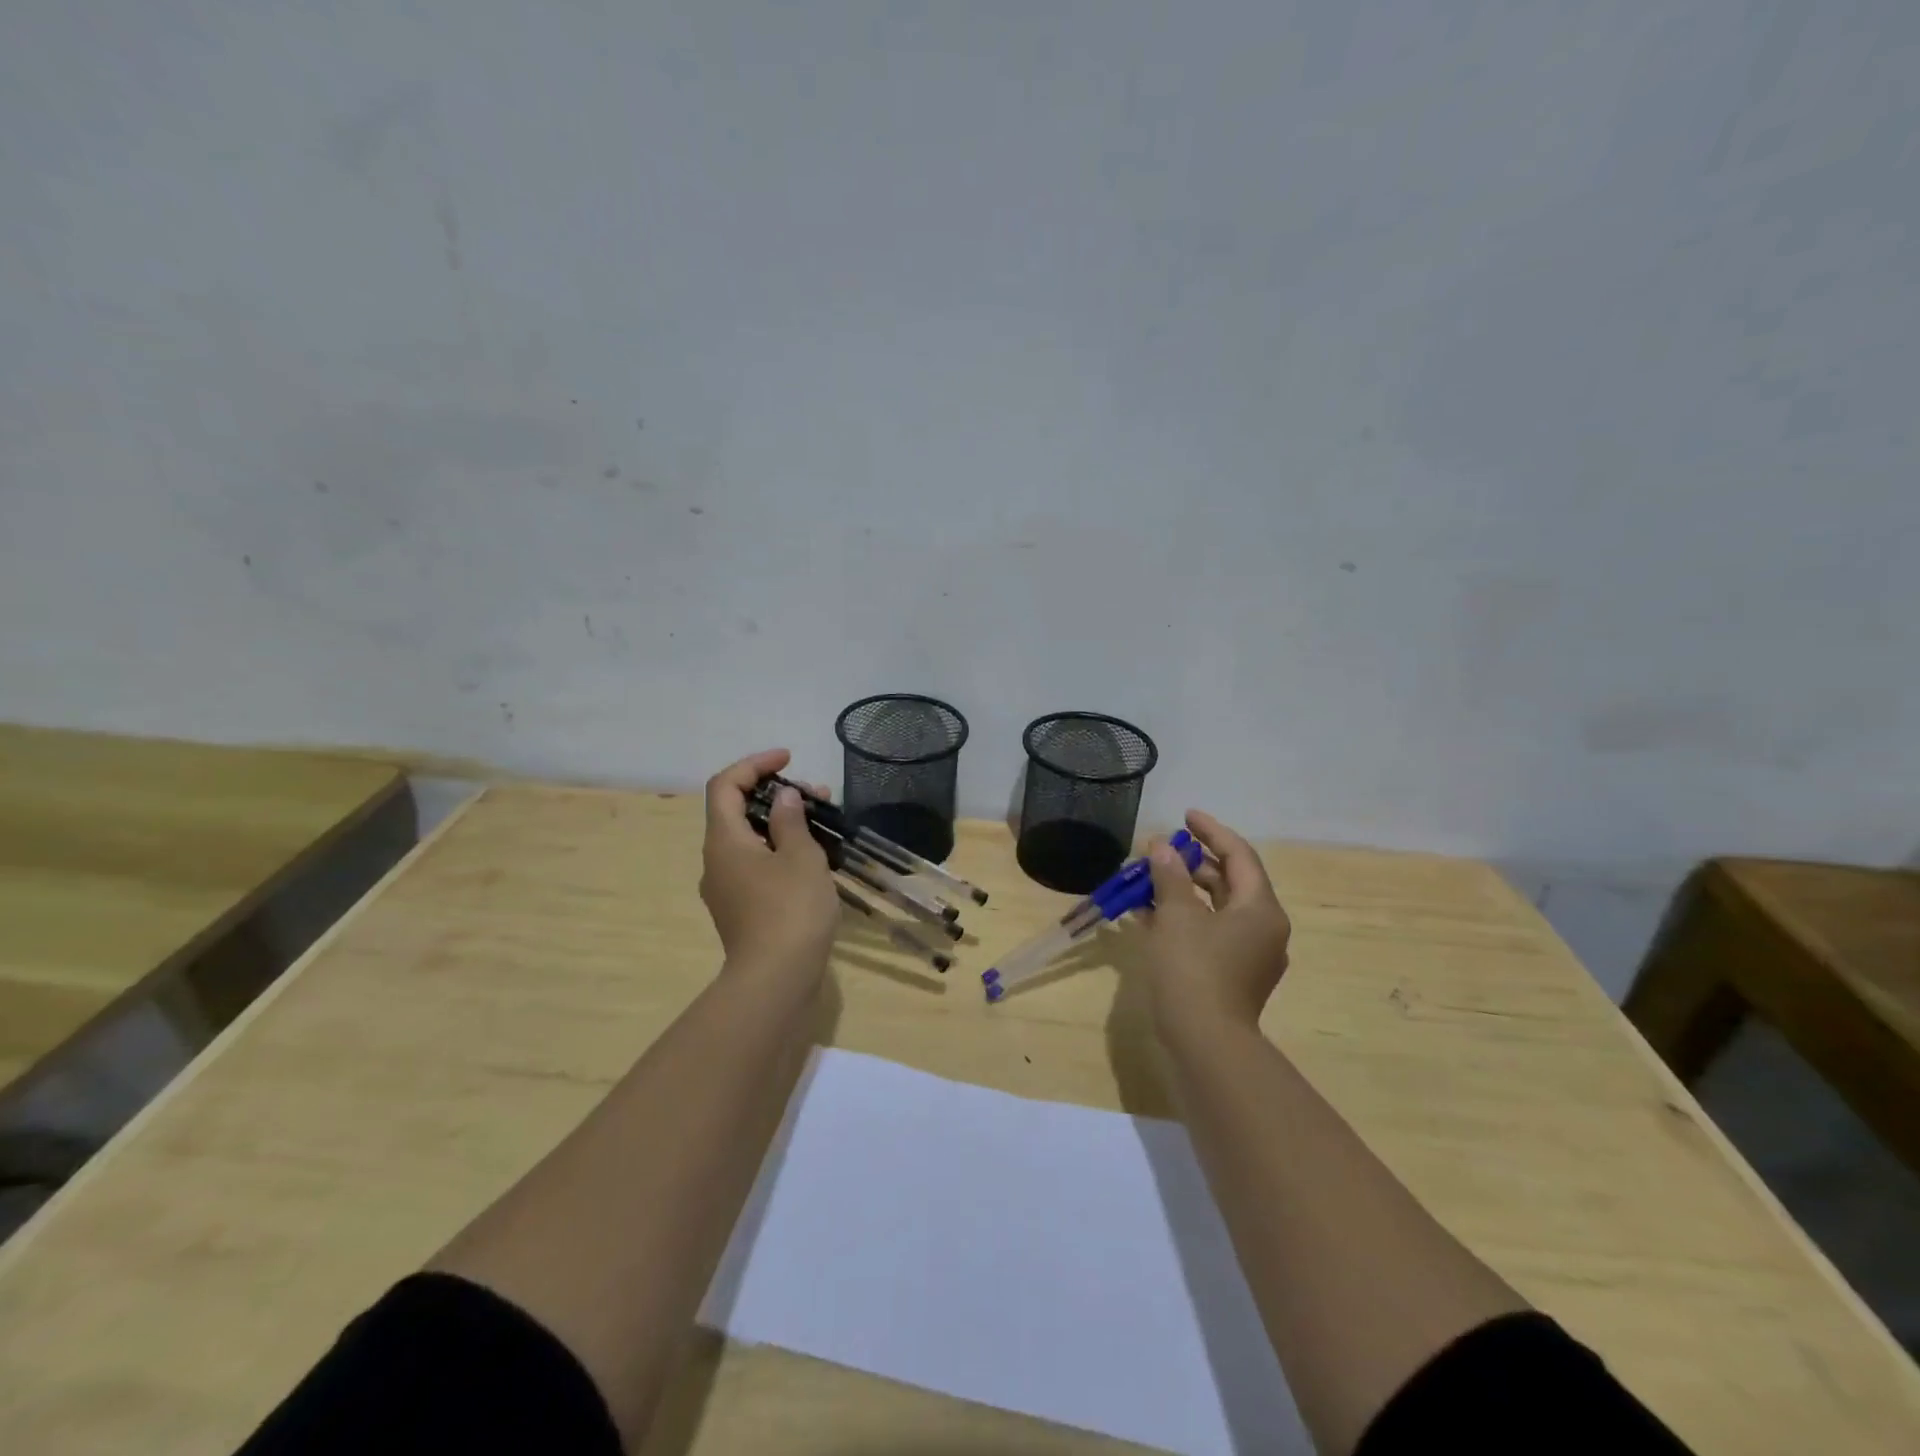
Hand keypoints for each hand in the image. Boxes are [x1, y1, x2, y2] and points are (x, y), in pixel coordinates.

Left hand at [699, 749, 839, 982]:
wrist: (776, 981)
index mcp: (724, 841)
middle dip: (776, 794)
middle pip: (738, 812)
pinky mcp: (741, 910)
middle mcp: (716, 861)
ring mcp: (726, 889)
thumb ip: (791, 820)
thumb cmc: (790, 910)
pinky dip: (780, 850)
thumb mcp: (801, 857)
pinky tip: (813, 858)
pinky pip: (756, 865)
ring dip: (782, 823)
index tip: (788, 758)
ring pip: (750, 840)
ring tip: (823, 824)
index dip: (754, 764)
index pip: (725, 786)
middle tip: (817, 795)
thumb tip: (783, 798)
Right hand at [1141, 810, 1291, 1040]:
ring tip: (1149, 878)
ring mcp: (1249, 955)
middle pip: (1229, 882)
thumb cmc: (1194, 970)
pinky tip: (1149, 913)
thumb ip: (1169, 875)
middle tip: (1161, 849)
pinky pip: (1209, 932)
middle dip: (1193, 863)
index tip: (1185, 815)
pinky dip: (1184, 917)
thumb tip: (1162, 846)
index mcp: (1260, 909)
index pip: (1239, 856)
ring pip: (1216, 909)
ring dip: (1184, 890)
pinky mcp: (1231, 975)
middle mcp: (1263, 929)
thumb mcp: (1177, 916)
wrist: (1205, 1044)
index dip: (1211, 831)